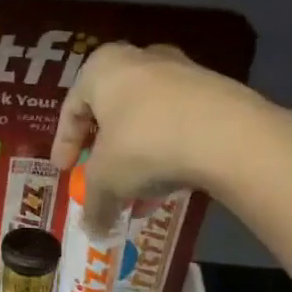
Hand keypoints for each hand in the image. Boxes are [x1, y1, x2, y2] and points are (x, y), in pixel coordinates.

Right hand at [51, 42, 279, 221]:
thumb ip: (93, 205)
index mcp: (103, 68)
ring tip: (136, 195)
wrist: (227, 136)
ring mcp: (182, 73)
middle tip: (100, 179)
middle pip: (112, 112)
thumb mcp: (105, 181)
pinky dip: (166, 154)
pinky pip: (177, 126)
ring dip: (137, 159)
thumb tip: (93, 231)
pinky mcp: (215, 92)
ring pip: (147, 121)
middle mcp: (141, 60)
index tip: (65, 170)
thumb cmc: (143, 145)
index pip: (72, 107)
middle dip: (105, 152)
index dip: (64, 143)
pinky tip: (167, 186)